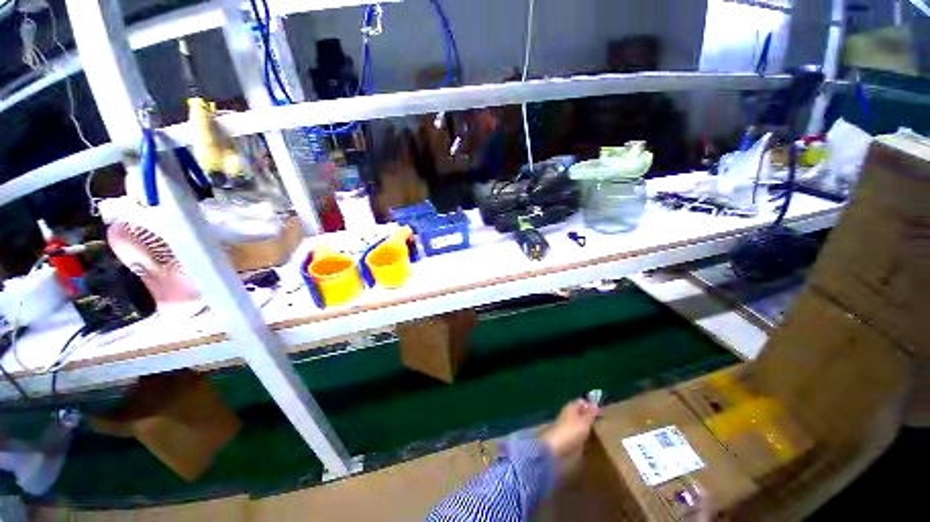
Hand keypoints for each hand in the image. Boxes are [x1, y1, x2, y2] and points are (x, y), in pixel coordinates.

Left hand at [541, 399, 600, 458]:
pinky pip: (579, 432)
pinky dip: (584, 434)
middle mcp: (569, 414)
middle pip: (581, 412)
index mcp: (571, 407)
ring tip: (598, 431)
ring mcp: (568, 425)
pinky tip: (591, 439)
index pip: (582, 402)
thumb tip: (595, 403)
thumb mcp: (585, 421)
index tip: (601, 413)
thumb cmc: (572, 430)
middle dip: (590, 416)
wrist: (559, 447)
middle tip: (602, 422)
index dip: (591, 405)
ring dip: (588, 426)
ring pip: (580, 422)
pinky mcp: (569, 436)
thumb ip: (591, 413)